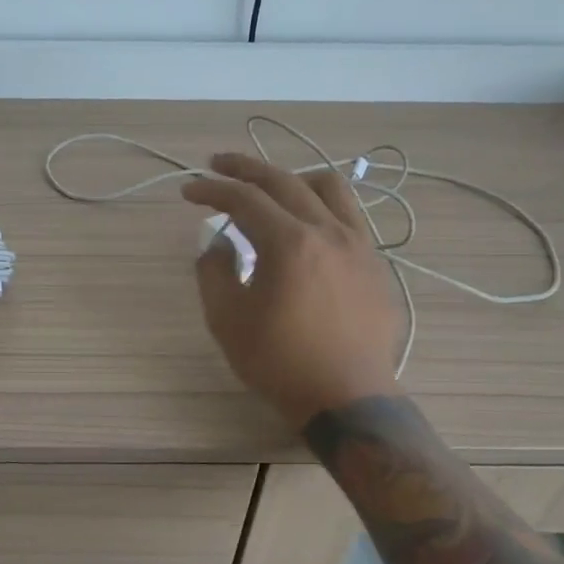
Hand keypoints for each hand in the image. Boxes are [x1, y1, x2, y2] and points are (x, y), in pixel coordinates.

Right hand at [182, 153, 406, 429]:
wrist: (347, 398)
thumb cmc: (280, 362)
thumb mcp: (228, 321)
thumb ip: (214, 272)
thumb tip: (219, 243)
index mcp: (289, 243)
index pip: (244, 199)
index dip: (212, 190)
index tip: (189, 190)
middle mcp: (328, 231)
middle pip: (283, 181)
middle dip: (245, 168)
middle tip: (217, 164)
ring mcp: (358, 244)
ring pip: (328, 188)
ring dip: (291, 178)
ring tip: (269, 188)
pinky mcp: (374, 263)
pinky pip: (349, 215)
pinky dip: (320, 205)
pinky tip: (306, 225)